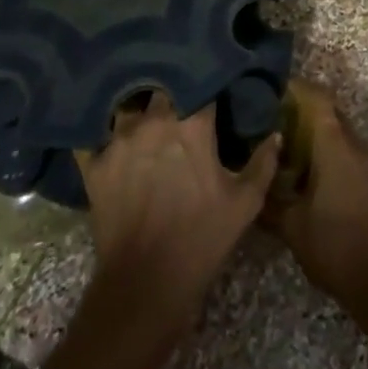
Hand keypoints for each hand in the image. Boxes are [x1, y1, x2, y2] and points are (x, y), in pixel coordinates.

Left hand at [76, 93, 279, 336]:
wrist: (144, 287)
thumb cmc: (201, 239)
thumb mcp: (245, 203)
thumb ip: (263, 162)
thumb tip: (274, 134)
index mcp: (192, 123)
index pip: (202, 82)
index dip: (208, 81)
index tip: (215, 85)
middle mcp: (154, 121)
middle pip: (163, 85)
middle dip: (172, 89)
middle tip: (181, 99)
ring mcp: (119, 140)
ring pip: (128, 105)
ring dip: (138, 108)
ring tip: (145, 114)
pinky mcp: (95, 164)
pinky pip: (94, 135)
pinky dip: (101, 132)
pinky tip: (108, 135)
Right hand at [263, 79, 367, 304]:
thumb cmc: (335, 246)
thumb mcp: (292, 226)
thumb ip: (269, 200)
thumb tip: (252, 181)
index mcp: (335, 145)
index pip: (317, 98)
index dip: (296, 89)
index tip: (272, 91)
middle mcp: (356, 145)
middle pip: (330, 113)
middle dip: (303, 113)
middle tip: (274, 124)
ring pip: (341, 135)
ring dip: (318, 138)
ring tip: (289, 155)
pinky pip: (351, 155)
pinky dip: (331, 157)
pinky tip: (313, 181)